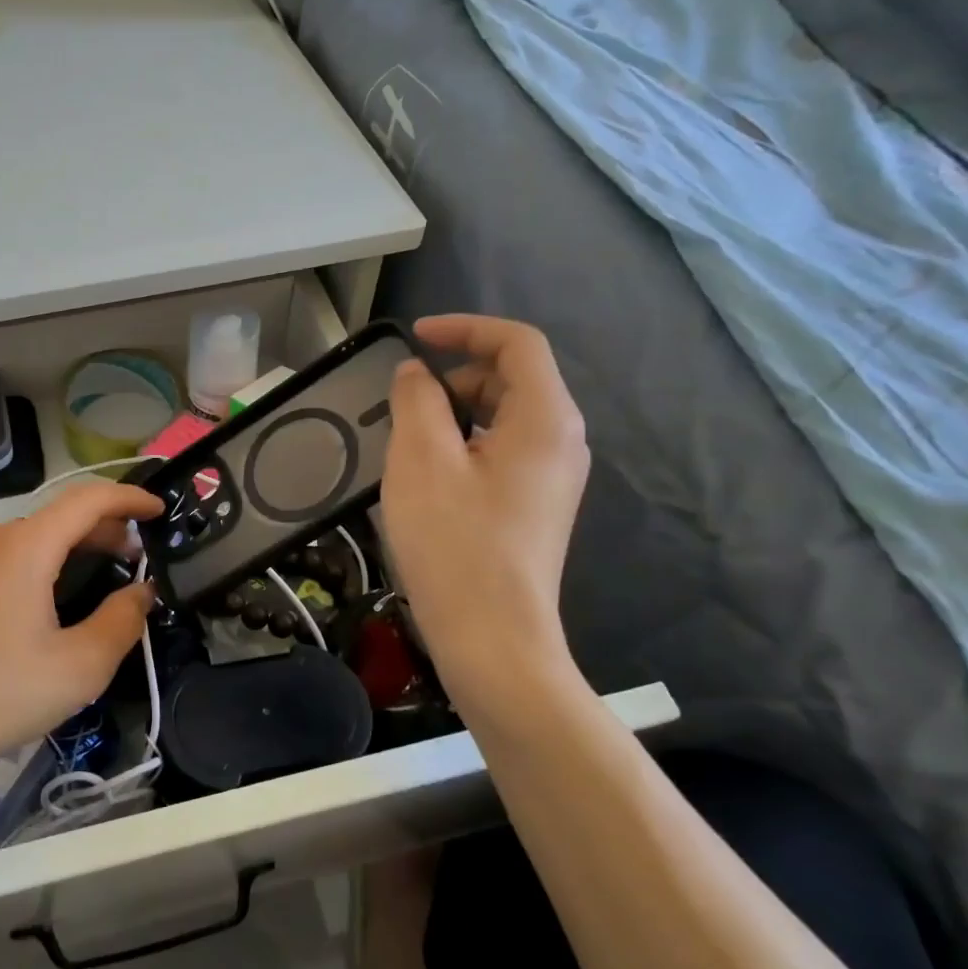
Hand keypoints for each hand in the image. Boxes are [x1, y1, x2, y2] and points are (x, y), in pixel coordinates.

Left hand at [0, 481, 161, 797]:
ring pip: (36, 535)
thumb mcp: (80, 667)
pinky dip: (48, 559)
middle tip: (141, 555)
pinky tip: (59, 595)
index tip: (161, 510)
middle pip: (61, 515)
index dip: (130, 498)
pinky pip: (13, 555)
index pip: (88, 499)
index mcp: (25, 547)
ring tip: (108, 573)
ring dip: (77, 544)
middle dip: (107, 527)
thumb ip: (122, 621)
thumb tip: (142, 592)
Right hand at [381, 315, 588, 706]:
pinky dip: (465, 443)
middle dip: (457, 375)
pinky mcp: (536, 506)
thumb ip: (416, 400)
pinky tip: (429, 477)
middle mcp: (562, 441)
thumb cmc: (454, 543)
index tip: (415, 336)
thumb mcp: (421, 459)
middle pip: (513, 378)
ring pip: (504, 417)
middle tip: (406, 403)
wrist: (492, 639)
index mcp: (545, 419)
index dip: (466, 328)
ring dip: (455, 412)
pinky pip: (502, 451)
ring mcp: (553, 478)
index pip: (518, 343)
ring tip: (410, 442)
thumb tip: (416, 374)